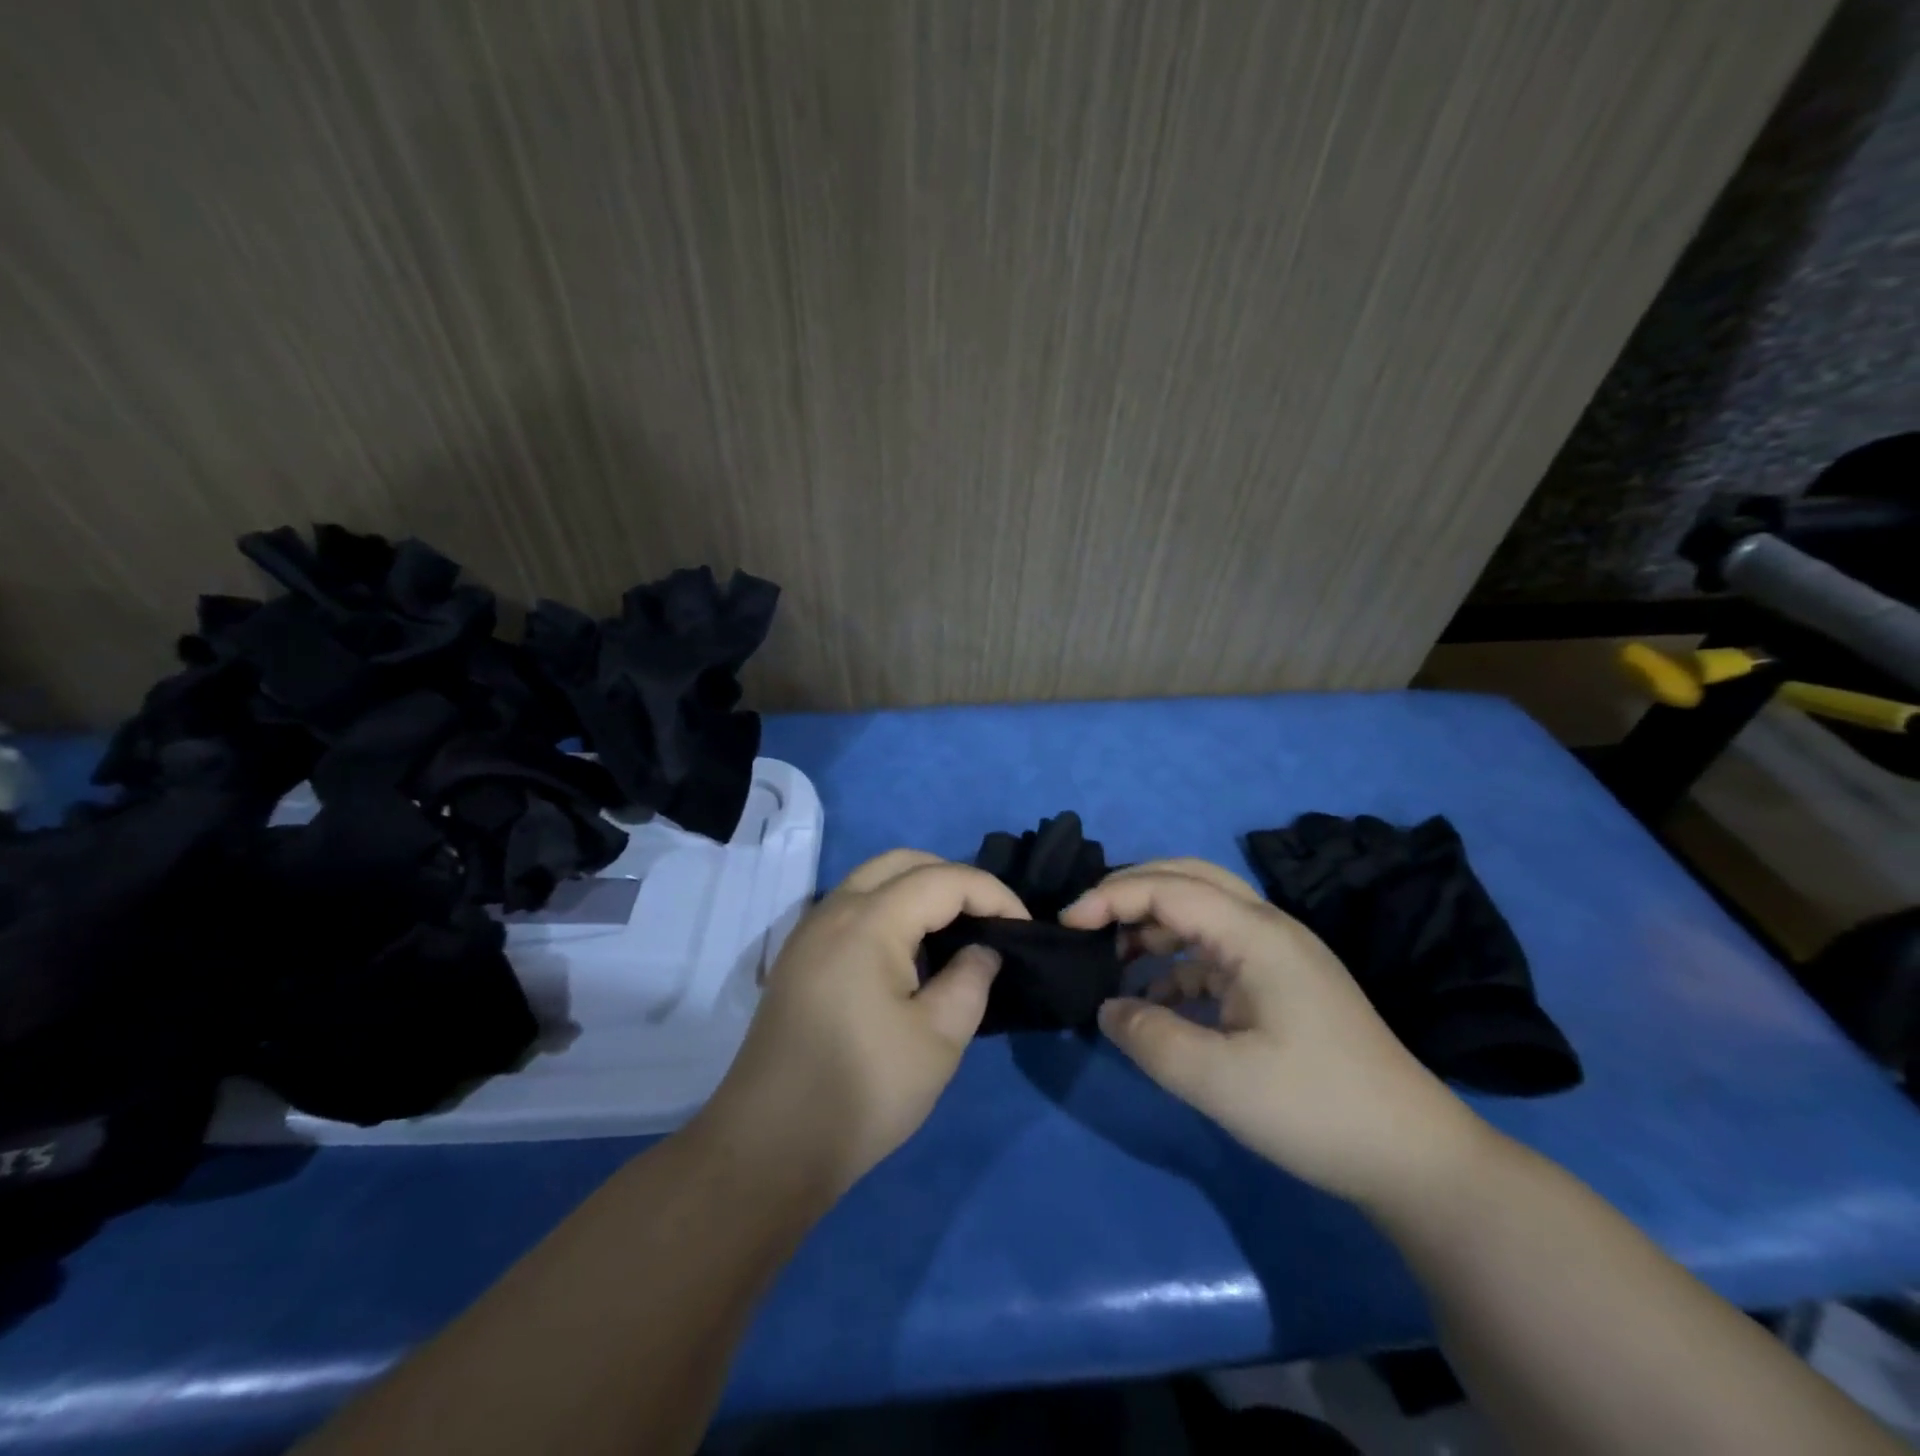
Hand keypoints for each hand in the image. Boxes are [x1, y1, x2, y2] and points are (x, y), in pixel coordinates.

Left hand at [700, 850, 1026, 1194]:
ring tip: (955, 930)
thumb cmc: (862, 1091)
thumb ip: (971, 980)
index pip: (944, 880)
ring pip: (872, 879)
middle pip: (903, 862)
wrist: (769, 1147)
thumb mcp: (938, 1040)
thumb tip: (982, 951)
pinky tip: (909, 952)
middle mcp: (834, 910)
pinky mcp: (799, 957)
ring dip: (918, 889)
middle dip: (953, 878)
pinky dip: (890, 908)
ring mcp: (809, 932)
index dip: (992, 894)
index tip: (1023, 926)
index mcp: (869, 921)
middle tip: (988, 918)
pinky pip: (853, 906)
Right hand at [1063, 859, 1489, 1207]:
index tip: (1067, 925)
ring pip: (1202, 912)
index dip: (1111, 897)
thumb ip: (1149, 1038)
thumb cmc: (1316, 1109)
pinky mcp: (1282, 984)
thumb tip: (1107, 1008)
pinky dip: (1177, 962)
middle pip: (1189, 879)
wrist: (1414, 1158)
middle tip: (1086, 922)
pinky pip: (1216, 952)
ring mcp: (1279, 954)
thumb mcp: (1219, 1080)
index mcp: (1257, 935)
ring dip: (1154, 925)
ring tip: (1112, 959)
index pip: (1169, 888)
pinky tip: (1155, 1000)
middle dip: (1131, 892)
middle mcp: (1268, 928)